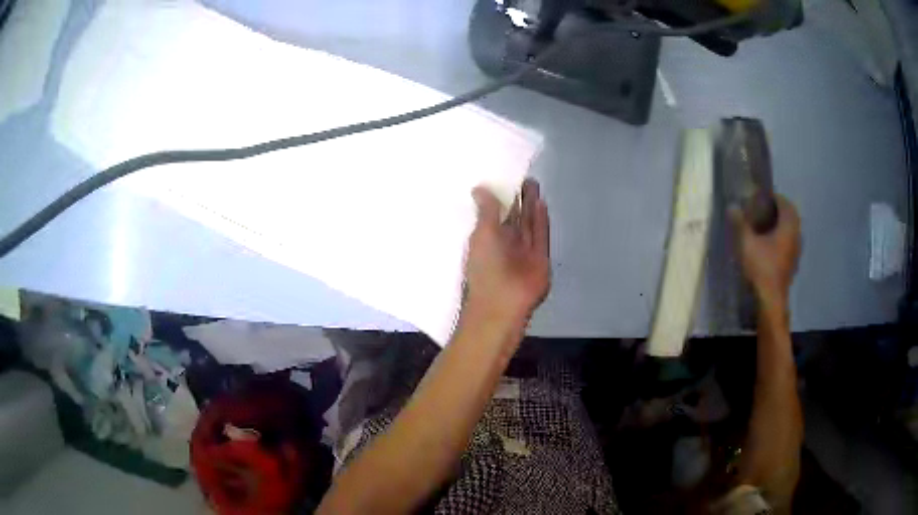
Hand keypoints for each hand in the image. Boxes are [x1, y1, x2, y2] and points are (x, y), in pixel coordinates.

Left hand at [464, 179, 550, 328]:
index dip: (498, 198)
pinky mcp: (539, 258)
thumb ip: (486, 211)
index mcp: (486, 240)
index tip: (501, 179)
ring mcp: (523, 251)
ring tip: (532, 183)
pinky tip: (541, 202)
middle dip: (517, 199)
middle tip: (521, 177)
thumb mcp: (482, 235)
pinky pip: (541, 235)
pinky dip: (541, 220)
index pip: (493, 215)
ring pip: (528, 223)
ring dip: (530, 205)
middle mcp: (505, 244)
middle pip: (513, 217)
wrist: (504, 304)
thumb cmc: (485, 268)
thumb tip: (478, 188)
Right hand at [730, 195, 800, 308]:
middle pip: (791, 216)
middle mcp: (796, 236)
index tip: (765, 196)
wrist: (771, 299)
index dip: (776, 197)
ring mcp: (796, 252)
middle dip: (780, 210)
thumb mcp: (747, 243)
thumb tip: (732, 206)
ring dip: (782, 225)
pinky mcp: (792, 264)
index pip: (786, 204)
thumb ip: (741, 224)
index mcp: (788, 227)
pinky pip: (790, 243)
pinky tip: (771, 245)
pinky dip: (783, 238)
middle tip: (766, 209)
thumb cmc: (761, 268)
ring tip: (767, 226)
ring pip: (792, 231)